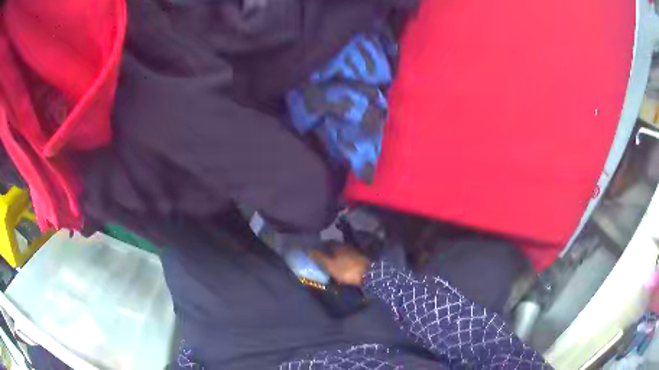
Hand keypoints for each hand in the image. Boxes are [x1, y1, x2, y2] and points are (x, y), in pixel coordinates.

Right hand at [311, 245, 369, 286]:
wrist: (369, 274)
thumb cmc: (346, 269)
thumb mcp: (330, 265)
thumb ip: (319, 257)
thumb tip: (308, 249)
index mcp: (337, 245)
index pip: (326, 242)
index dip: (321, 247)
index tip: (316, 252)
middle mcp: (346, 245)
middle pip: (335, 246)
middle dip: (329, 251)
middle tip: (324, 258)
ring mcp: (355, 251)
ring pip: (343, 251)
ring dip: (338, 255)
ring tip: (333, 263)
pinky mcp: (362, 258)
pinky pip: (350, 257)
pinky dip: (345, 260)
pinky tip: (344, 265)